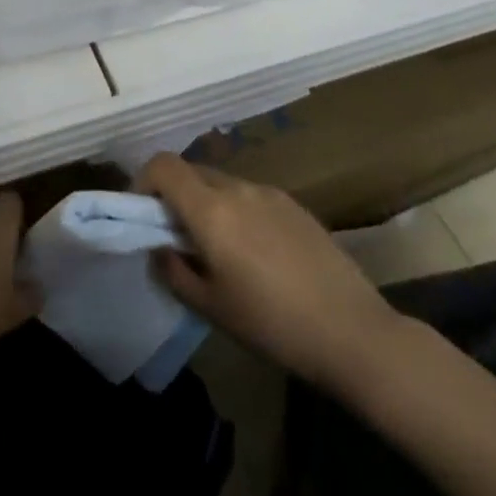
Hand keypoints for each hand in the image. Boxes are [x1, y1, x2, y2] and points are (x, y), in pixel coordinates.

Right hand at [136, 154, 411, 388]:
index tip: (143, 215)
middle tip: (179, 238)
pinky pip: (251, 196)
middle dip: (175, 197)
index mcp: (211, 209)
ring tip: (220, 252)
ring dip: (208, 204)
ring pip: (222, 184)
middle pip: (192, 172)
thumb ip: (174, 271)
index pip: (163, 165)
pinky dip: (238, 212)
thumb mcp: (211, 307)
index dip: (144, 181)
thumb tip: (159, 248)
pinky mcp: (294, 203)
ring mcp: (269, 191)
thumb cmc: (272, 324)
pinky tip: (257, 255)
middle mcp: (237, 187)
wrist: (352, 330)